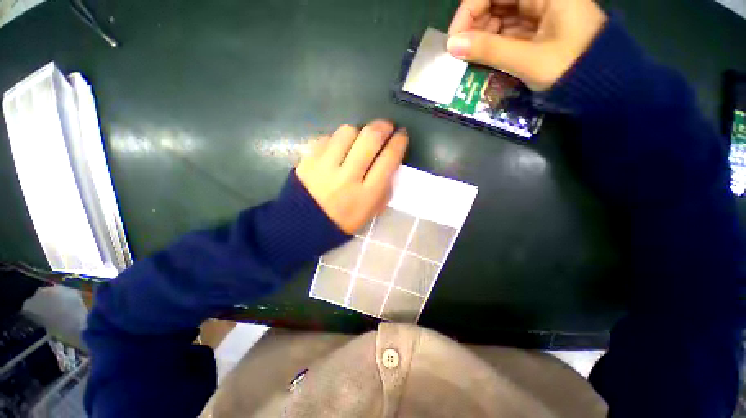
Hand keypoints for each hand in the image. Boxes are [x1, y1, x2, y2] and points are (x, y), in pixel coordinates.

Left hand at [296, 120, 407, 233]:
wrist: (305, 223)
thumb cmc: (344, 220)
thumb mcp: (371, 212)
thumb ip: (384, 189)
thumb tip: (389, 162)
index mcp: (367, 194)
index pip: (389, 159)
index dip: (399, 142)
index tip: (401, 135)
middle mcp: (348, 177)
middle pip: (370, 139)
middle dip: (383, 127)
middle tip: (386, 126)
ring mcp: (326, 166)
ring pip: (348, 131)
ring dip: (358, 131)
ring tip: (359, 139)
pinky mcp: (309, 159)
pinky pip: (328, 137)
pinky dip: (337, 138)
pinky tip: (339, 147)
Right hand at [447, 0, 606, 90]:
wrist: (602, 85)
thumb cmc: (571, 67)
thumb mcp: (527, 59)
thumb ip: (489, 50)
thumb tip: (452, 46)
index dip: (469, 11)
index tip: (454, 39)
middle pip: (495, 2)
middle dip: (474, 26)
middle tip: (461, 53)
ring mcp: (539, 12)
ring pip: (499, 17)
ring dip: (482, 37)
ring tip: (472, 59)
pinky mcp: (537, 28)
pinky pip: (508, 30)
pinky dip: (494, 44)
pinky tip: (485, 58)